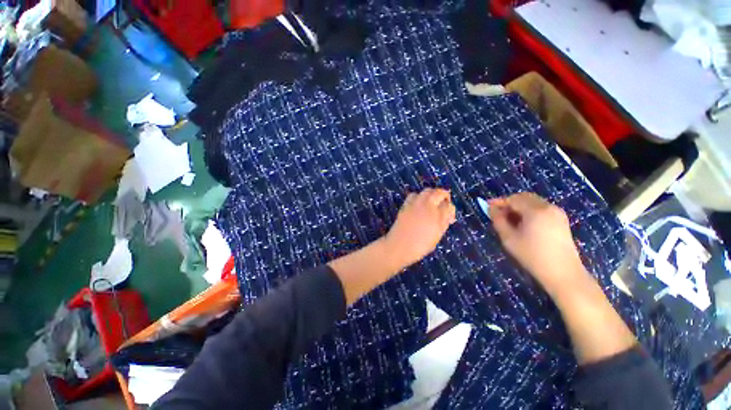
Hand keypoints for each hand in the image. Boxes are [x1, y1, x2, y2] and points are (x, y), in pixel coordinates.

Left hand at [384, 188, 455, 268]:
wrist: (399, 246)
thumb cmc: (420, 245)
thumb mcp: (437, 235)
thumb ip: (444, 222)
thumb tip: (448, 213)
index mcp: (436, 214)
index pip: (448, 205)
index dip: (450, 209)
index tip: (449, 216)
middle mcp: (426, 204)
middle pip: (438, 192)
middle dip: (443, 196)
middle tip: (444, 204)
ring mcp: (414, 203)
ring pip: (426, 191)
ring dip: (431, 194)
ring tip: (432, 203)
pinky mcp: (405, 205)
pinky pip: (414, 195)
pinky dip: (419, 197)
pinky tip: (419, 205)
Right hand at [489, 192, 587, 295]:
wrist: (563, 273)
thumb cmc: (532, 256)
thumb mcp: (509, 238)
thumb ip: (498, 220)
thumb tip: (492, 209)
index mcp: (536, 210)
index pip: (513, 199)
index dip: (499, 202)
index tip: (487, 206)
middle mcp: (548, 207)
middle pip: (524, 197)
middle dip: (509, 203)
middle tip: (497, 213)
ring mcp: (557, 213)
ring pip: (533, 202)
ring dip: (519, 207)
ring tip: (509, 219)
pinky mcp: (561, 220)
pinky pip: (541, 208)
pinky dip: (529, 211)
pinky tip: (523, 223)